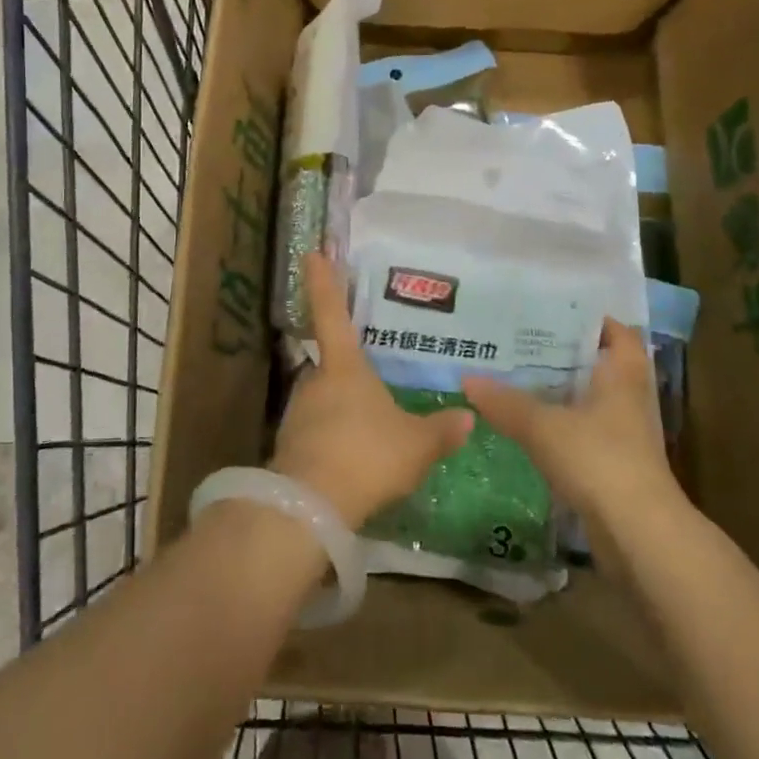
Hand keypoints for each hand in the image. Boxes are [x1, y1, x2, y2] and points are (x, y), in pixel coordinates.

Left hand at [270, 253, 473, 528]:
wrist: (311, 506)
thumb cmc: (367, 455)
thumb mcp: (416, 445)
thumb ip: (441, 430)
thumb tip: (468, 415)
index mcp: (345, 368)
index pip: (332, 314)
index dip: (325, 282)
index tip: (313, 252)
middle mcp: (316, 381)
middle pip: (332, 365)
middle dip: (350, 373)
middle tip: (373, 384)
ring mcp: (298, 413)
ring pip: (324, 401)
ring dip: (343, 410)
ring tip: (369, 432)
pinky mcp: (290, 446)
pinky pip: (317, 432)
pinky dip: (333, 439)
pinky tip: (353, 460)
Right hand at [462, 319, 682, 538]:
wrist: (638, 535)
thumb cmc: (599, 459)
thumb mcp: (543, 426)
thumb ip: (505, 402)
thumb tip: (467, 378)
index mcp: (623, 374)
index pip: (618, 332)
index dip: (593, 319)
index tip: (555, 311)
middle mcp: (631, 398)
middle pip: (602, 365)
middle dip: (568, 354)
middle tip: (525, 341)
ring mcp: (627, 435)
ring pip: (593, 400)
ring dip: (564, 391)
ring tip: (521, 378)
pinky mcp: (618, 467)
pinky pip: (587, 433)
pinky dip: (564, 425)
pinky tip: (533, 426)